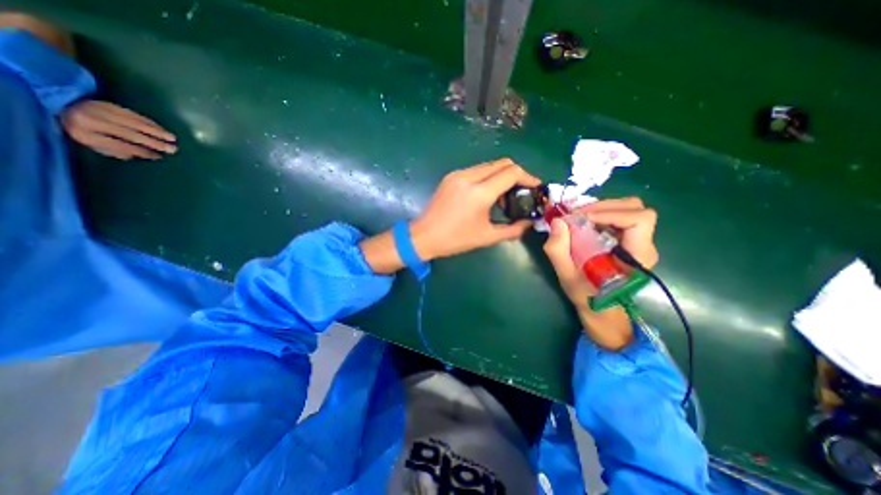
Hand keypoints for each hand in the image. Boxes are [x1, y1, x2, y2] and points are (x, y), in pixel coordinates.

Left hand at [60, 101, 175, 160]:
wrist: (63, 106)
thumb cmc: (85, 131)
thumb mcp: (94, 144)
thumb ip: (116, 151)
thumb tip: (141, 156)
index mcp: (84, 134)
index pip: (119, 145)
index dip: (140, 151)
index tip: (158, 157)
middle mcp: (91, 120)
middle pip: (128, 133)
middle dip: (153, 142)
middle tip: (172, 149)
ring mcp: (99, 110)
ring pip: (133, 123)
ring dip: (156, 131)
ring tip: (172, 139)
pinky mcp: (108, 104)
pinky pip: (133, 114)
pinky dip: (150, 122)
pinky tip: (162, 129)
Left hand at [409, 158, 539, 260]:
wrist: (424, 236)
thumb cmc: (455, 239)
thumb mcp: (487, 237)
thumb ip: (513, 230)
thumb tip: (528, 222)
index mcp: (480, 193)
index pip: (512, 172)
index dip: (528, 177)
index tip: (535, 187)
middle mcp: (469, 177)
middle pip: (502, 163)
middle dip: (516, 174)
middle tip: (521, 191)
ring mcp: (458, 174)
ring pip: (489, 165)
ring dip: (501, 175)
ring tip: (503, 196)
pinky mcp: (451, 177)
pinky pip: (476, 170)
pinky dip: (487, 177)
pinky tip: (486, 194)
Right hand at [544, 196, 660, 348]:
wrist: (602, 310)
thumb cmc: (587, 296)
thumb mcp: (567, 276)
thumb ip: (558, 250)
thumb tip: (557, 221)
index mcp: (636, 256)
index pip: (639, 219)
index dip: (610, 213)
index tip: (581, 218)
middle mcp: (644, 244)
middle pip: (634, 208)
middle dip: (603, 206)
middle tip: (576, 214)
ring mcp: (638, 241)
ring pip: (628, 208)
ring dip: (600, 208)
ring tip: (578, 217)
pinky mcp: (628, 239)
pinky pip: (619, 216)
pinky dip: (600, 213)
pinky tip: (583, 222)